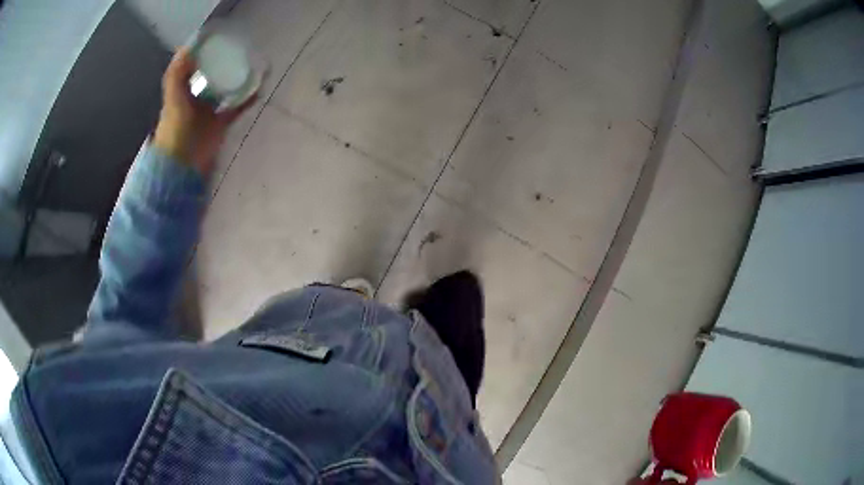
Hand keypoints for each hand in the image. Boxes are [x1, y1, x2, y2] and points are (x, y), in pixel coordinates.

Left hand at [152, 48, 255, 174]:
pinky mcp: (221, 123)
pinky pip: (237, 107)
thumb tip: (190, 47)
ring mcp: (209, 111)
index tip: (218, 39)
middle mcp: (196, 97)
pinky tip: (258, 87)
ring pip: (225, 88)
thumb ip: (177, 73)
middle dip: (223, 62)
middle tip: (239, 48)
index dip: (203, 52)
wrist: (183, 163)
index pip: (193, 66)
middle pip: (211, 75)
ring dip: (238, 77)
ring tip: (252, 63)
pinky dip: (247, 98)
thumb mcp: (173, 96)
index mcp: (183, 90)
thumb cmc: (175, 129)